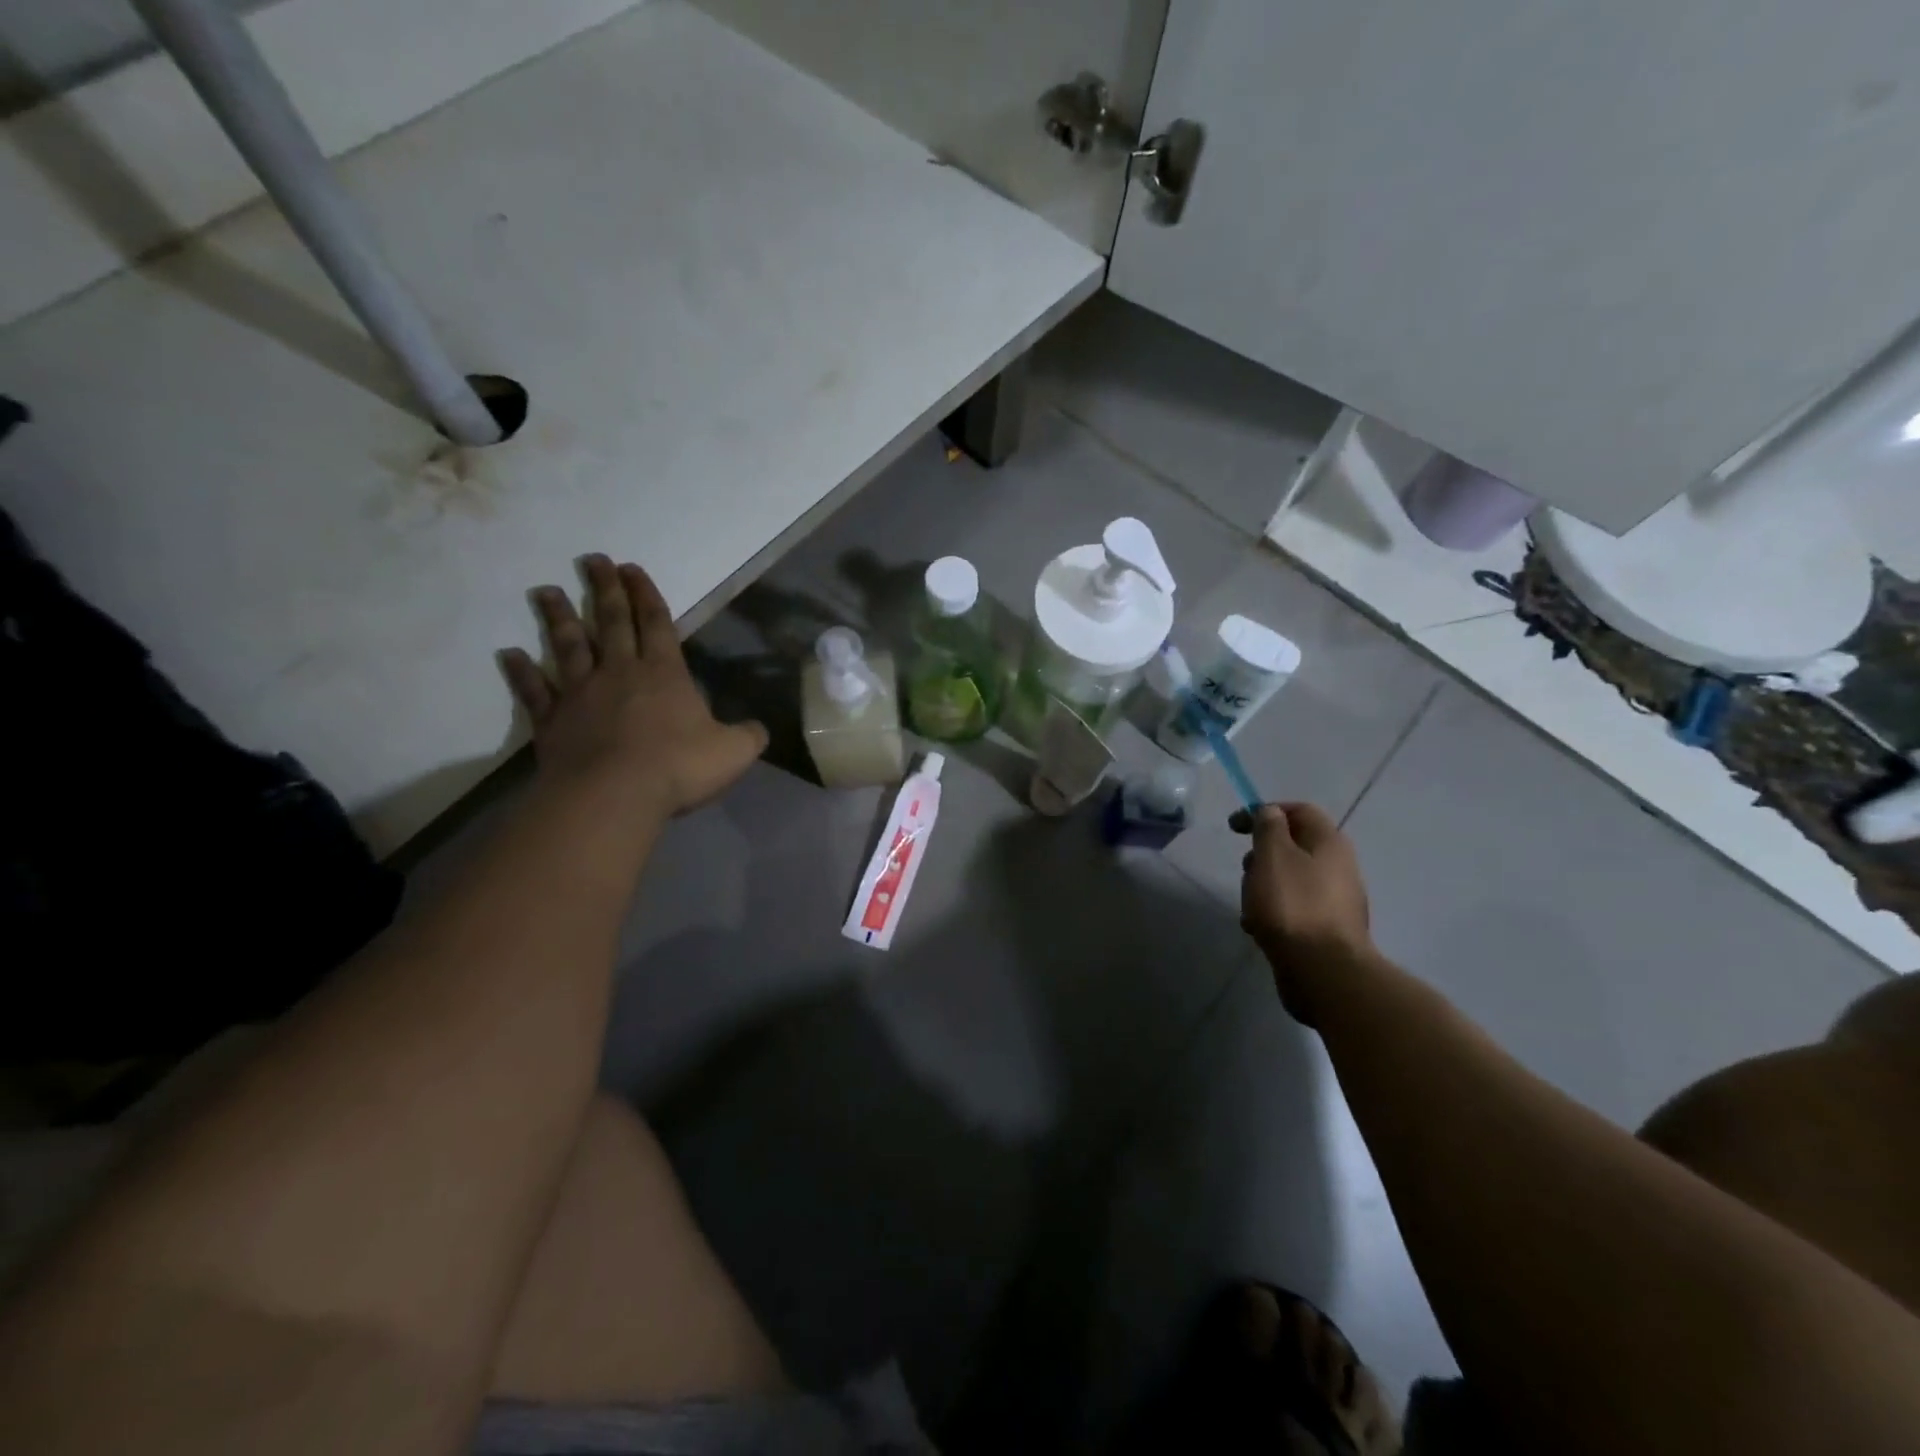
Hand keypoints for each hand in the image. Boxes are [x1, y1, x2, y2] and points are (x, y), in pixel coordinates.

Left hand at [499, 555, 767, 816]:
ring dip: (558, 618)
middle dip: (604, 590)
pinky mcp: (553, 721)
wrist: (614, 795)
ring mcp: (581, 694)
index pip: (656, 624)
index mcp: (664, 674)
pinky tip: (509, 655)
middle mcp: (620, 673)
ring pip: (569, 646)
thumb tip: (757, 729)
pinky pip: (535, 691)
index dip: (646, 595)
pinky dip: (522, 672)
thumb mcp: (734, 752)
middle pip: (611, 622)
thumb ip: (748, 736)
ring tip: (545, 591)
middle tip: (593, 560)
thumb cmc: (678, 767)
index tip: (631, 567)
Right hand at [1232, 802, 1374, 1023]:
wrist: (1322, 971)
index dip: (1265, 811)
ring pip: (1291, 879)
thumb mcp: (1272, 855)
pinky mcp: (1327, 929)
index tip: (1235, 827)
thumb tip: (1271, 812)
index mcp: (1330, 843)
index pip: (1299, 810)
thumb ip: (1268, 827)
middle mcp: (1339, 867)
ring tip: (1249, 904)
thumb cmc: (1292, 905)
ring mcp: (1335, 900)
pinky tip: (1259, 928)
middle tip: (1246, 869)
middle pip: (1294, 846)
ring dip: (1264, 885)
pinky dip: (1273, 912)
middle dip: (1262, 854)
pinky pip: (1294, 908)